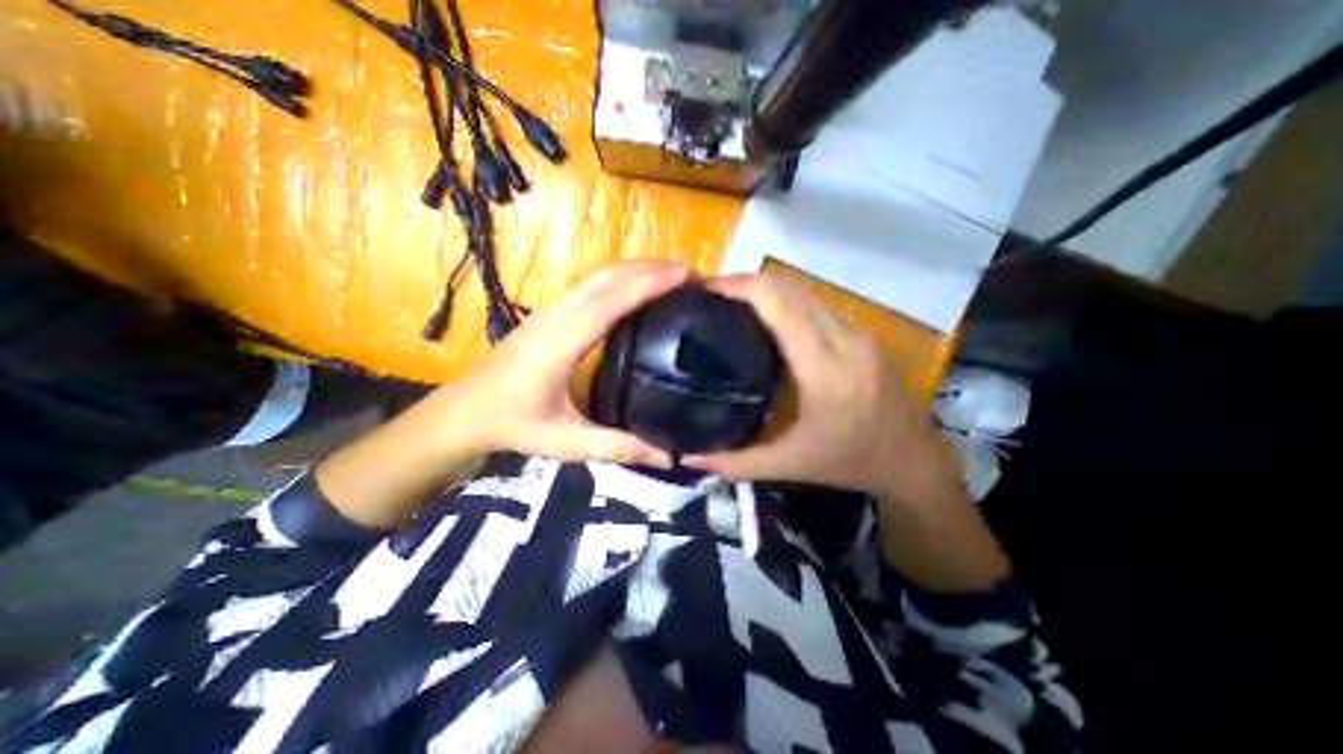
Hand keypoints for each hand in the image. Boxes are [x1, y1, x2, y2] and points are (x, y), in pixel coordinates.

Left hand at [444, 261, 691, 467]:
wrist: (462, 411)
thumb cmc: (513, 426)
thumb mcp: (568, 443)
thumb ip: (619, 447)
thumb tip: (669, 457)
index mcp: (560, 344)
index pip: (610, 301)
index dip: (649, 284)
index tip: (685, 275)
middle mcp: (556, 316)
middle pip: (606, 277)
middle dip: (650, 268)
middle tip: (690, 273)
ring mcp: (550, 310)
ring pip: (597, 275)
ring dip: (636, 268)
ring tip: (672, 274)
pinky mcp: (549, 312)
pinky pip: (590, 284)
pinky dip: (620, 277)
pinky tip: (637, 287)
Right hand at [683, 274, 964, 508]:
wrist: (915, 462)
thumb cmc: (851, 463)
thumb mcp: (790, 466)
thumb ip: (736, 463)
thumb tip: (690, 458)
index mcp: (824, 369)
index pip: (780, 305)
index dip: (741, 287)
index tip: (708, 288)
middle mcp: (844, 340)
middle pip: (790, 289)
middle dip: (748, 284)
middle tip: (713, 296)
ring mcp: (859, 333)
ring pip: (806, 293)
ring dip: (769, 291)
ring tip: (736, 305)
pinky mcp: (864, 335)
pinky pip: (819, 306)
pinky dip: (789, 303)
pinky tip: (771, 321)